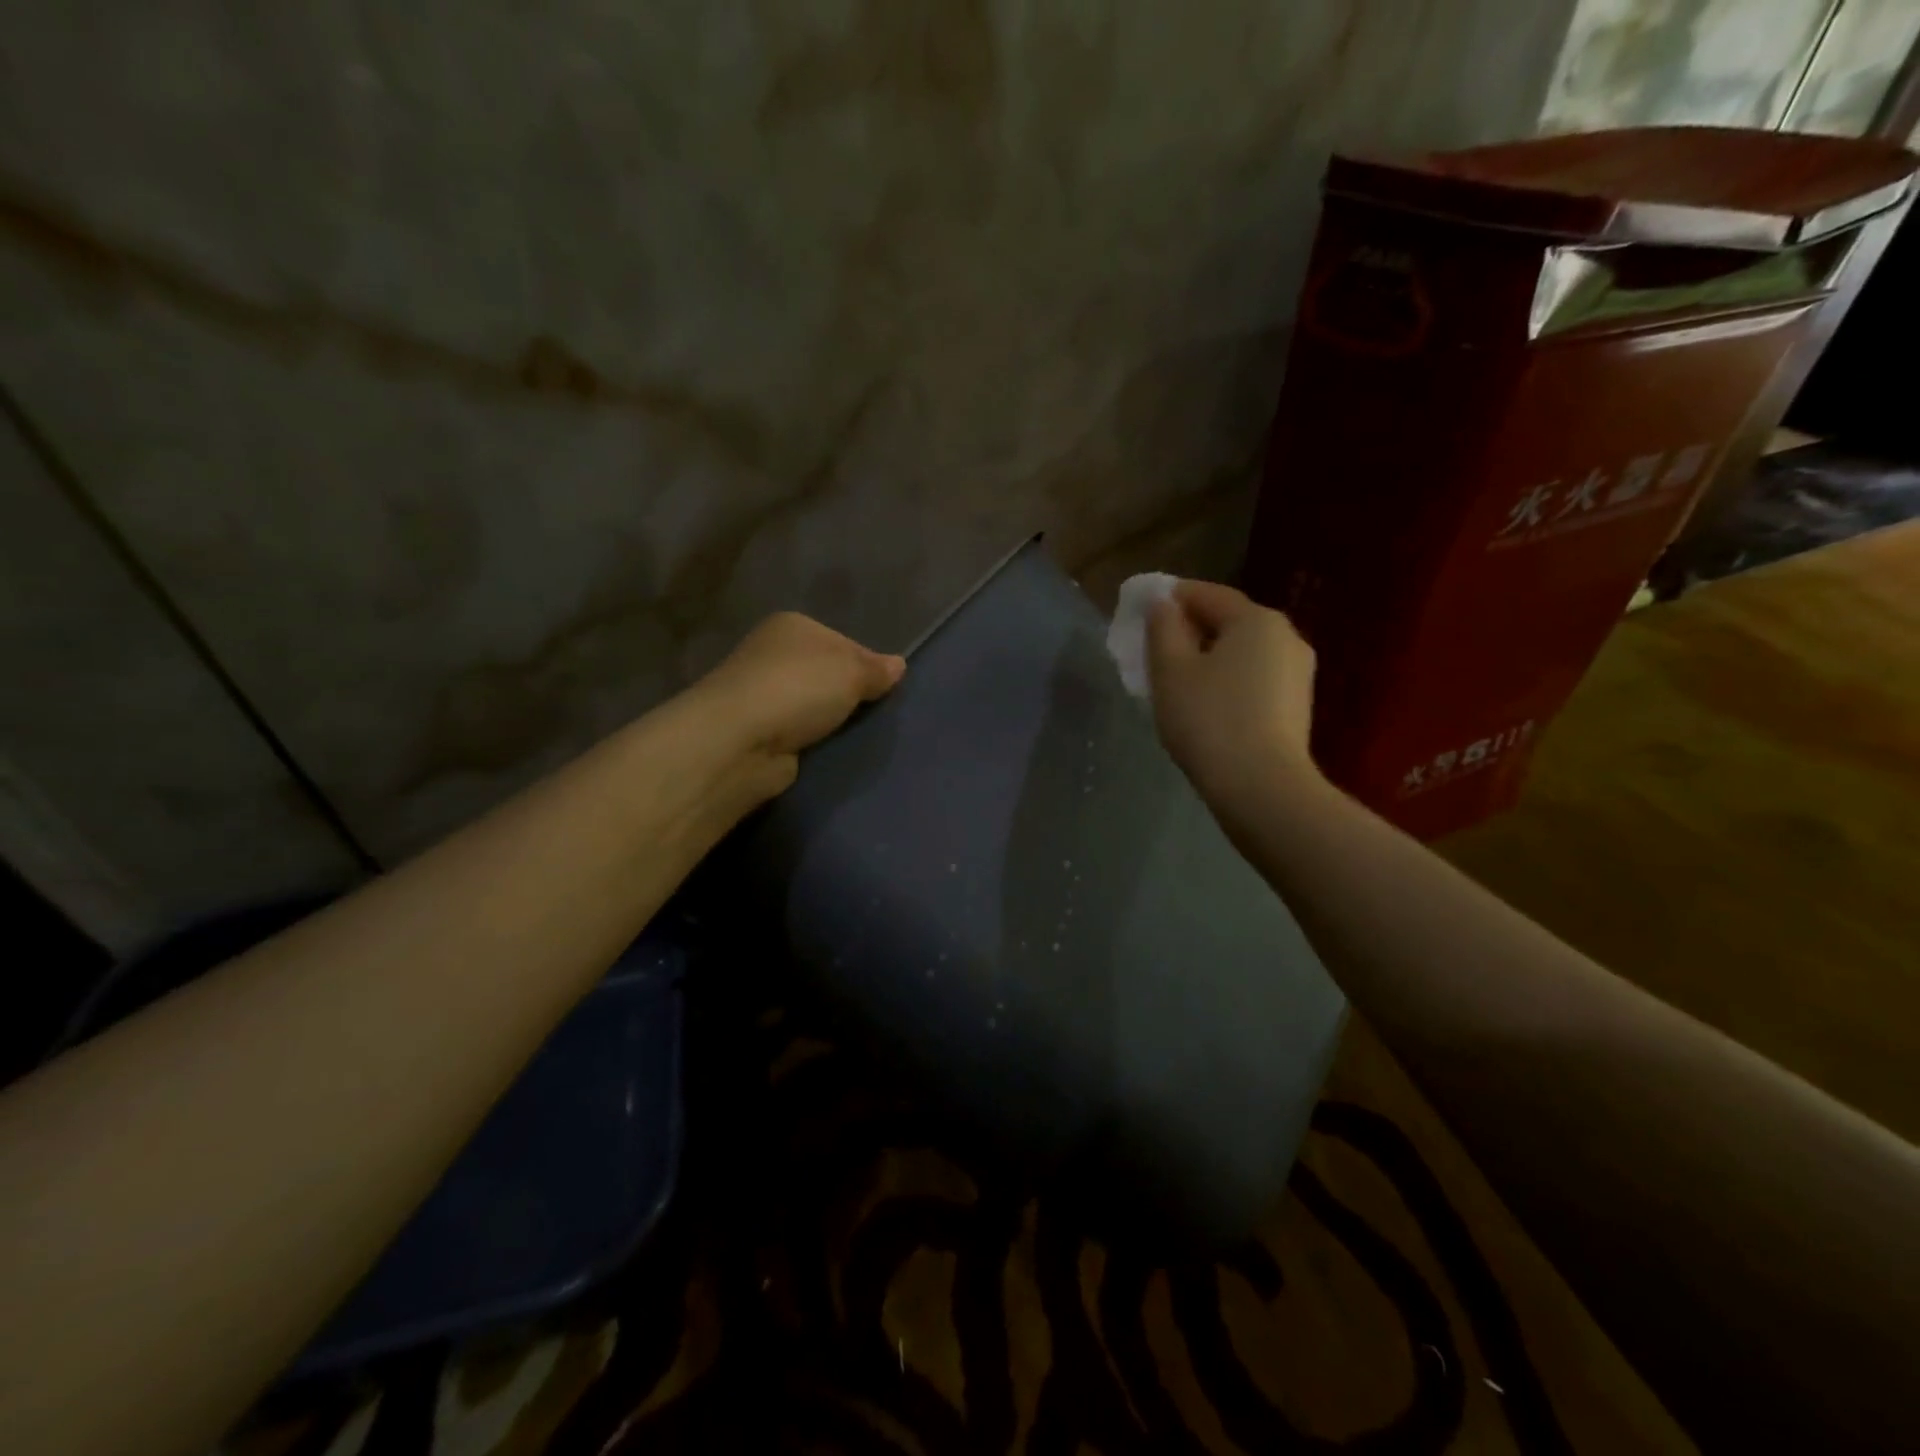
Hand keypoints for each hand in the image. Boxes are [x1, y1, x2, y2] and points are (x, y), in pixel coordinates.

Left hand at [690, 612, 904, 794]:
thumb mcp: (851, 671)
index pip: (844, 641)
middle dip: (848, 695)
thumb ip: (877, 669)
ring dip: (829, 721)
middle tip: (875, 715)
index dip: (869, 665)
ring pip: (812, 705)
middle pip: (826, 674)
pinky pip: (798, 733)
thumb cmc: (799, 688)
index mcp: (792, 625)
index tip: (886, 690)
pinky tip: (828, 751)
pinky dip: (812, 742)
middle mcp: (772, 653)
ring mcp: (762, 694)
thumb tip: (898, 665)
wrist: (740, 740)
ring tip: (856, 736)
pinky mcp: (758, 731)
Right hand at [1146, 580, 1321, 811]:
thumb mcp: (1171, 670)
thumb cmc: (1209, 720)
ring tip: (1176, 680)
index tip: (1141, 609)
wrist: (1261, 788)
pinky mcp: (1297, 705)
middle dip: (1190, 630)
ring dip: (1208, 657)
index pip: (1206, 594)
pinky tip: (1205, 703)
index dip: (1171, 598)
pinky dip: (1226, 679)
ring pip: (1241, 652)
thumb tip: (1162, 604)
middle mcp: (1286, 636)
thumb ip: (1162, 628)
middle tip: (1154, 649)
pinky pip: (1253, 678)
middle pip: (1228, 621)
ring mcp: (1297, 672)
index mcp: (1256, 619)